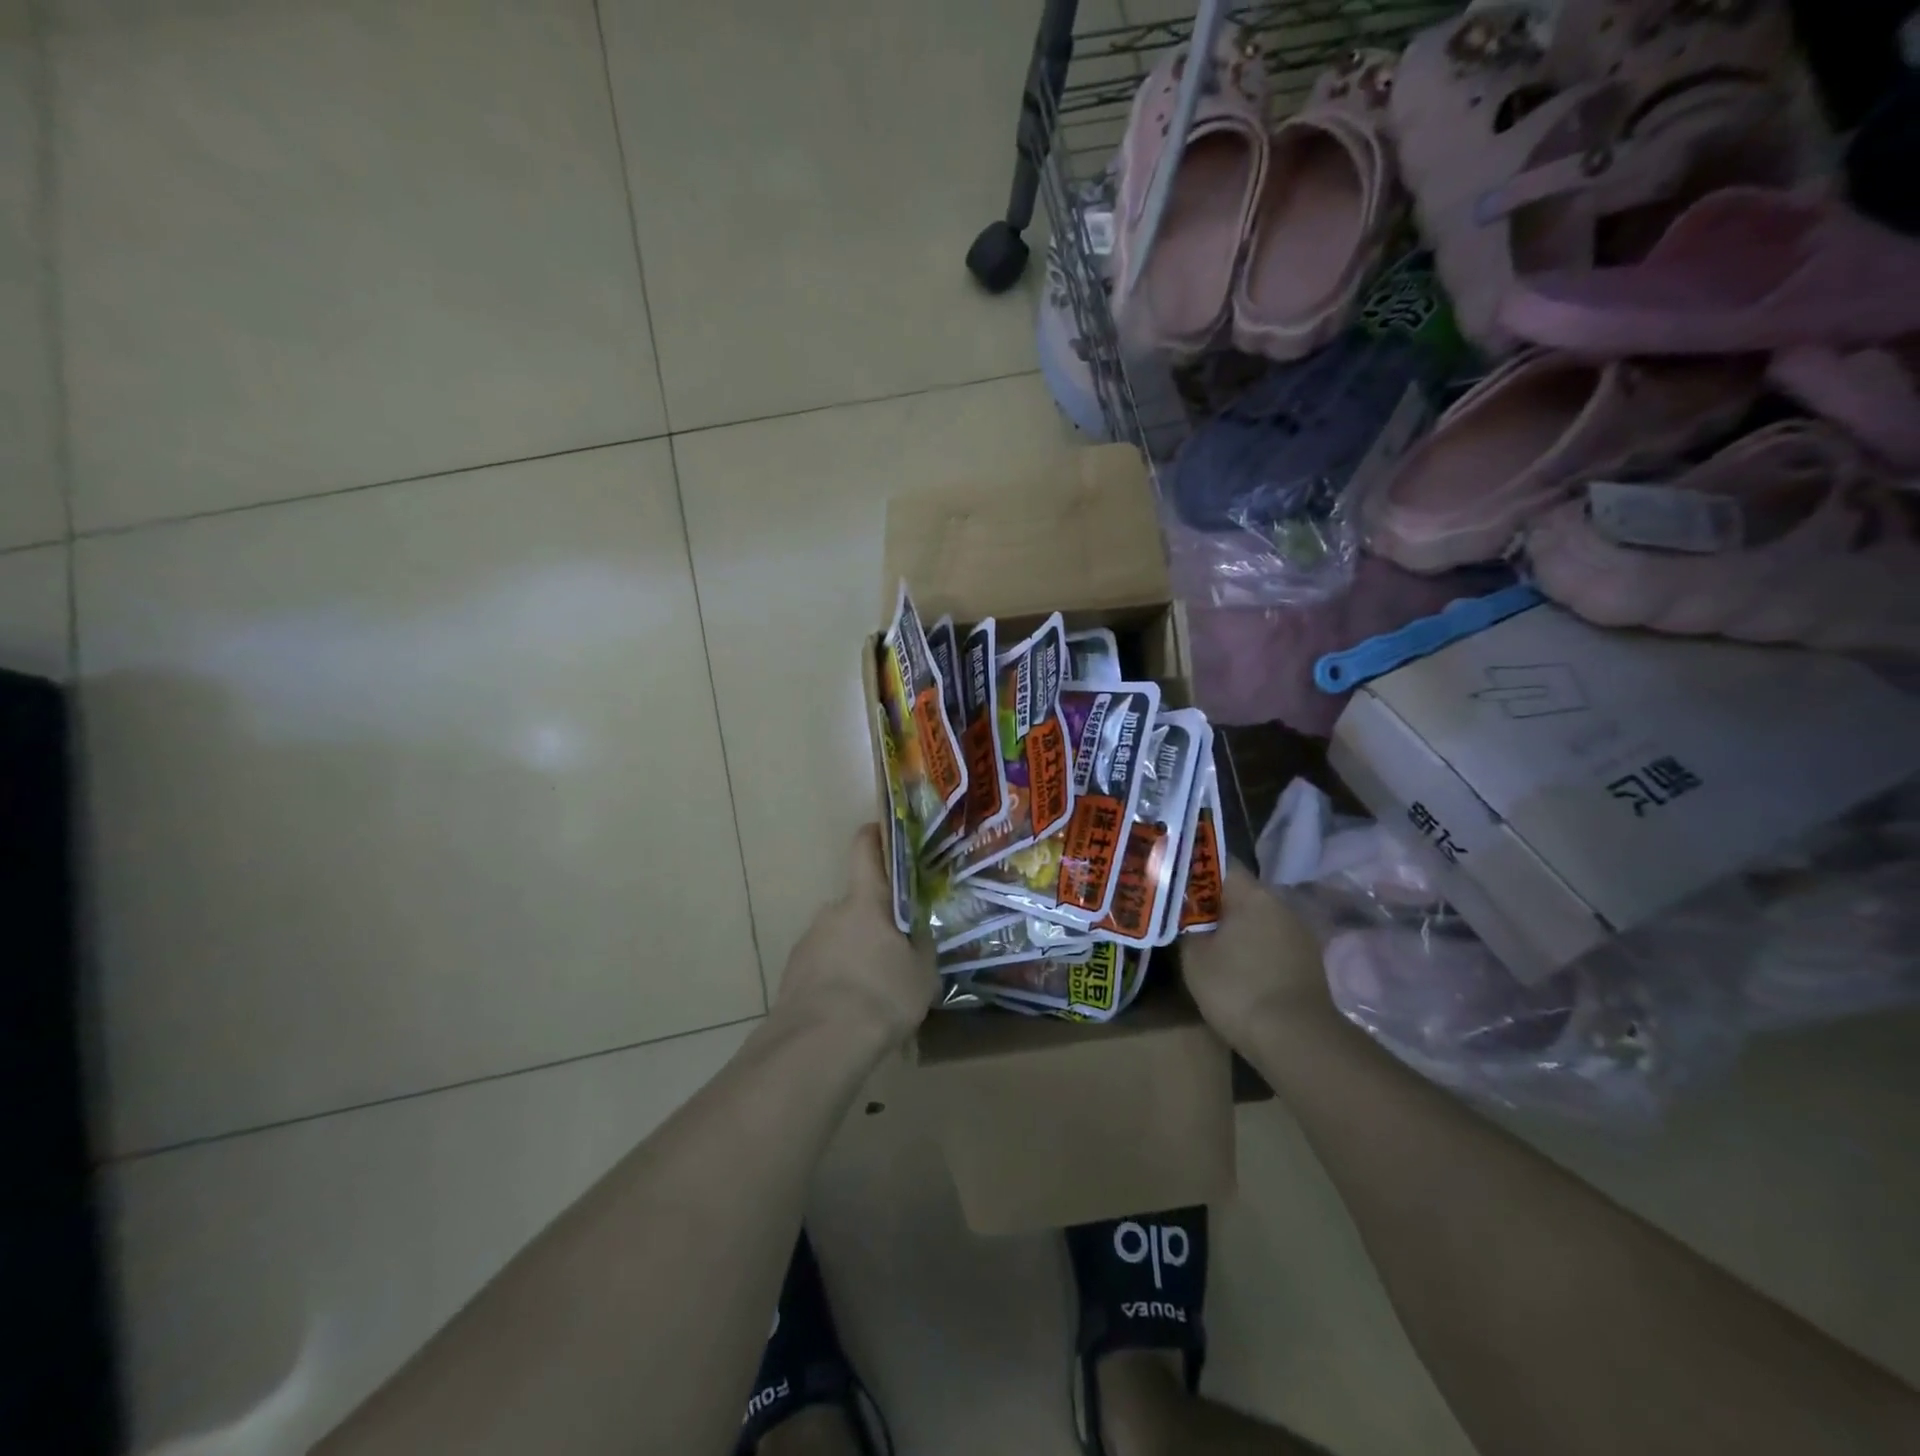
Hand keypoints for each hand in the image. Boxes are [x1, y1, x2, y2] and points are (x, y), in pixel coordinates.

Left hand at [777, 825, 936, 1049]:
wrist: (820, 1043)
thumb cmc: (881, 995)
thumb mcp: (922, 972)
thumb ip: (920, 945)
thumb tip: (916, 932)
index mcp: (865, 901)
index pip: (865, 849)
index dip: (874, 836)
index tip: (884, 834)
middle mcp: (832, 911)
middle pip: (857, 904)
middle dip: (876, 922)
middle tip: (898, 951)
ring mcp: (808, 941)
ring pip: (840, 936)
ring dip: (856, 952)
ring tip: (875, 991)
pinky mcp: (792, 972)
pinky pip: (823, 964)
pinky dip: (837, 977)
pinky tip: (851, 1008)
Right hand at [1181, 859, 1331, 1044]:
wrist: (1296, 1041)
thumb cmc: (1237, 989)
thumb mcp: (1194, 956)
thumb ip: (1186, 926)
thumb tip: (1185, 915)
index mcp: (1252, 894)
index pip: (1220, 864)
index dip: (1194, 870)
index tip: (1172, 882)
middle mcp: (1281, 904)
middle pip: (1240, 892)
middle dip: (1213, 901)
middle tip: (1184, 916)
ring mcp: (1299, 934)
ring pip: (1258, 918)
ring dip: (1235, 927)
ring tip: (1208, 943)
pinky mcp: (1308, 962)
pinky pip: (1271, 942)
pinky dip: (1253, 948)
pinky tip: (1236, 967)